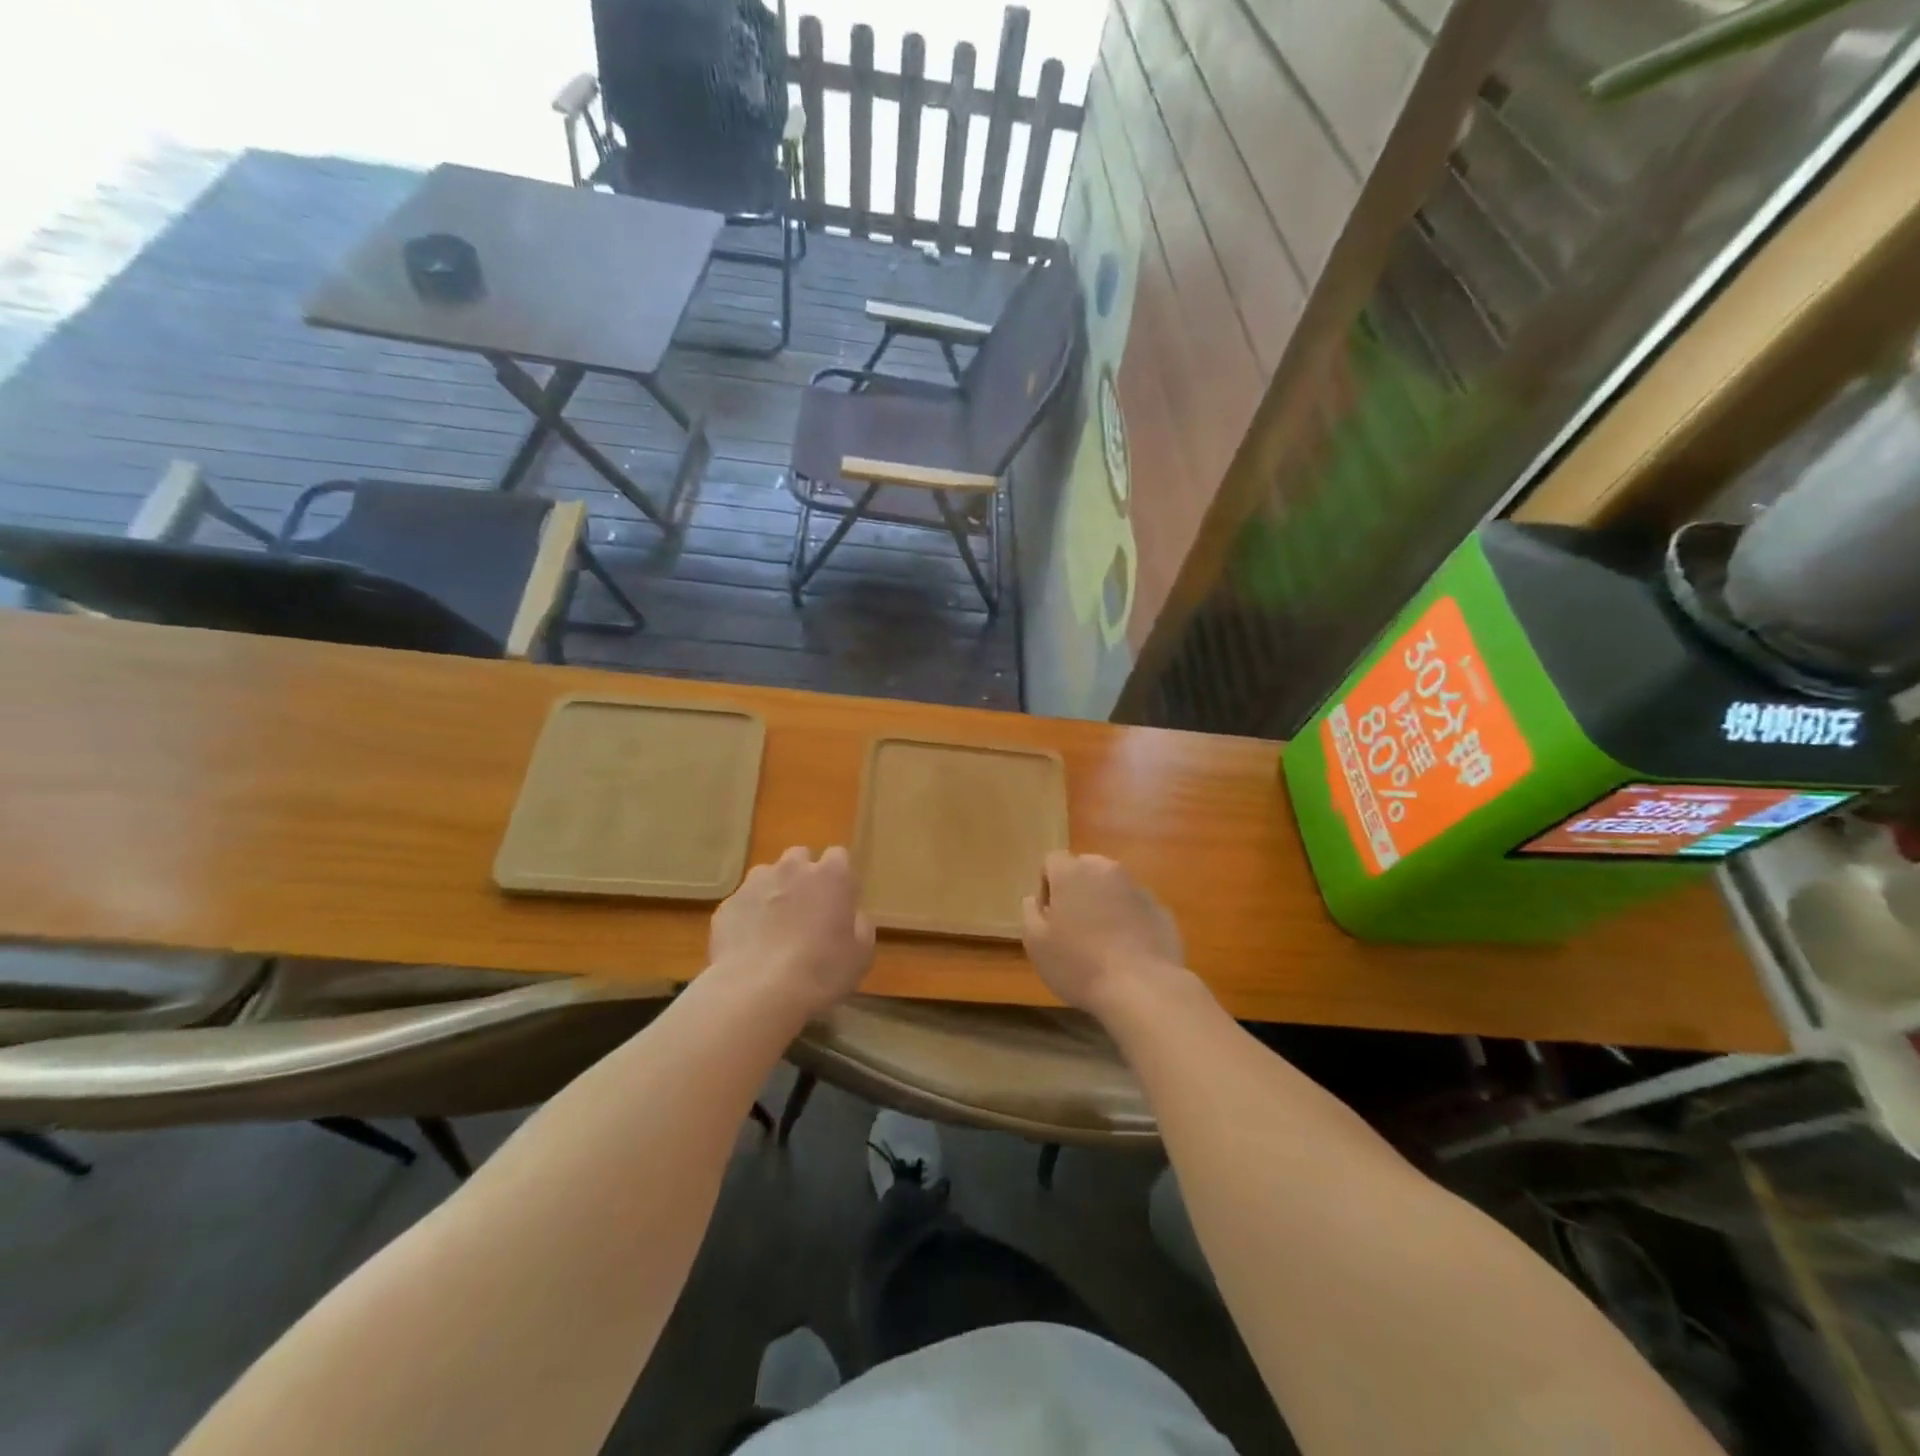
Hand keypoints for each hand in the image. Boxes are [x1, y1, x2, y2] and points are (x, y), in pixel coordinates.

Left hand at [709, 846, 874, 1017]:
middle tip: (807, 911)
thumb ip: (860, 926)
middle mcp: (793, 869)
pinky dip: (748, 916)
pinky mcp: (728, 904)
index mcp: (832, 876)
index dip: (839, 878)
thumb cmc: (821, 972)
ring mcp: (755, 883)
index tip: (839, 902)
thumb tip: (852, 917)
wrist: (757, 992)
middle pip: (800, 857)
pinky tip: (750, 946)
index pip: (838, 856)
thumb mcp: (861, 956)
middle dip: (804, 876)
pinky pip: (743, 902)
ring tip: (774, 928)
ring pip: (768, 876)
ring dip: (774, 892)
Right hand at [1022, 852, 1186, 1017]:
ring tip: (1102, 943)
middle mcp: (1107, 870)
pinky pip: (1136, 909)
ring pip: (1113, 888)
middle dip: (1077, 891)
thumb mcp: (1035, 943)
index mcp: (1073, 872)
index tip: (1049, 918)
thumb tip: (1034, 899)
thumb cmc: (1079, 964)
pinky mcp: (1162, 911)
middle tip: (1073, 928)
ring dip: (1104, 905)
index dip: (1046, 886)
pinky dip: (1130, 922)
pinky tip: (1127, 953)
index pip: (1052, 861)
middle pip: (1085, 870)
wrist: (1143, 989)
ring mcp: (1138, 889)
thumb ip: (1030, 913)